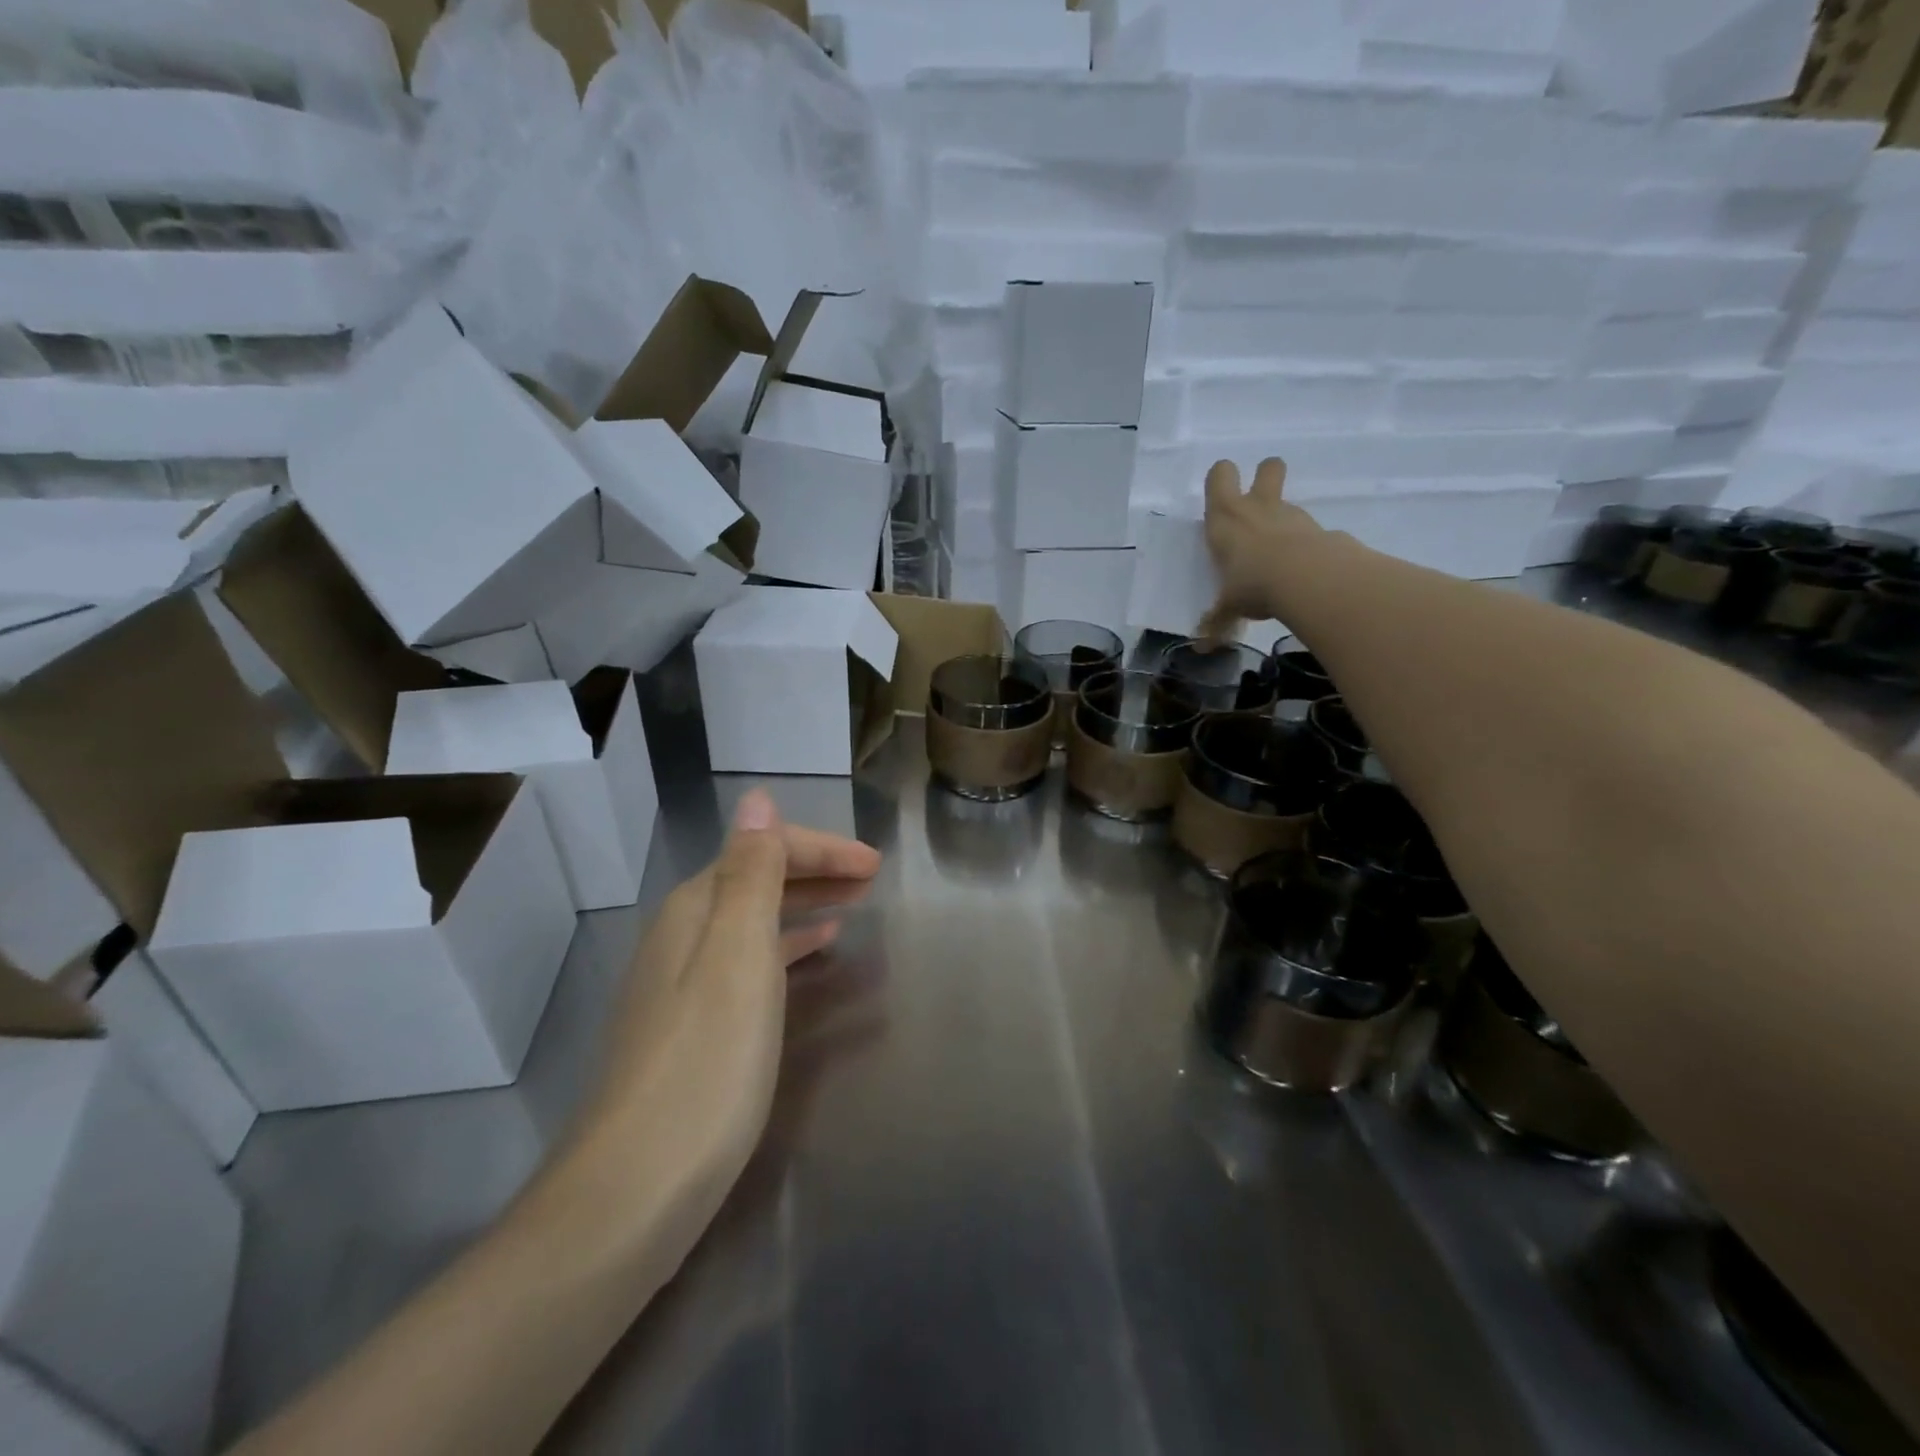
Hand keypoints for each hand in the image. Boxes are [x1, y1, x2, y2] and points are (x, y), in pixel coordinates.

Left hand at [542, 789, 881, 1267]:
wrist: (634, 1192)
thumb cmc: (705, 1063)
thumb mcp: (737, 956)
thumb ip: (751, 874)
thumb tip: (755, 797)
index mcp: (695, 910)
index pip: (762, 851)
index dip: (821, 849)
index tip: (876, 866)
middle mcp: (682, 937)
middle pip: (756, 881)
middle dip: (814, 871)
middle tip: (871, 877)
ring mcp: (682, 986)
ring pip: (754, 923)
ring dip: (803, 906)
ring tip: (852, 907)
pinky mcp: (691, 1030)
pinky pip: (750, 964)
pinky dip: (786, 949)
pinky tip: (810, 958)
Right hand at [1198, 456, 1320, 642]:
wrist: (1308, 578)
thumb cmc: (1252, 582)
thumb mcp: (1229, 606)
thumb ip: (1218, 621)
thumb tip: (1203, 649)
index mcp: (1226, 517)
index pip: (1220, 474)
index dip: (1221, 478)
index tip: (1221, 495)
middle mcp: (1258, 507)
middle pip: (1268, 467)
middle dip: (1265, 475)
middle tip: (1258, 500)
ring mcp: (1293, 516)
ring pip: (1288, 500)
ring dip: (1283, 517)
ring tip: (1277, 550)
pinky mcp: (1320, 530)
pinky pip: (1310, 530)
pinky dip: (1306, 543)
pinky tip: (1302, 569)